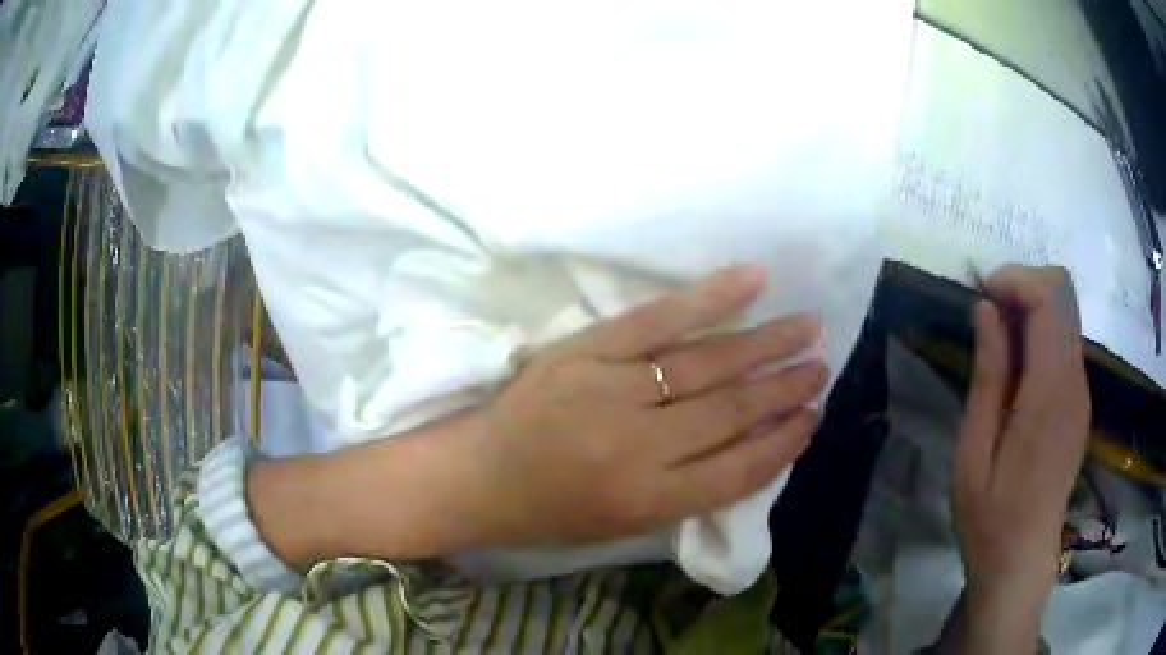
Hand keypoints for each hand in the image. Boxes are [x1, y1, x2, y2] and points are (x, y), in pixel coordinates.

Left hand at [248, 264, 824, 566]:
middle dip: (785, 389)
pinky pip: (659, 318)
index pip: (741, 468)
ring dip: (766, 345)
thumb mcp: (626, 522)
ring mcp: (612, 390)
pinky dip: (710, 297)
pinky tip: (753, 279)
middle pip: (732, 410)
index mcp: (650, 500)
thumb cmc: (550, 509)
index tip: (813, 417)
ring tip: (808, 330)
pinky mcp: (587, 349)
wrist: (475, 476)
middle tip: (821, 367)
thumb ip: (691, 488)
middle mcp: (639, 447)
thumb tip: (753, 443)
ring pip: (708, 363)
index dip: (784, 441)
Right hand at [952, 264, 1090, 650]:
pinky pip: (1066, 345)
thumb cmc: (990, 517)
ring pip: (1066, 317)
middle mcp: (1074, 383)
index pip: (1048, 300)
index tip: (982, 293)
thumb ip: (987, 376)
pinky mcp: (1079, 404)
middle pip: (1063, 295)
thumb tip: (986, 310)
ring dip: (1032, 312)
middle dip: (1023, 287)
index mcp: (1049, 395)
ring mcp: (1081, 393)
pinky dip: (1041, 337)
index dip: (1015, 279)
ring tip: (997, 344)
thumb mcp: (973, 452)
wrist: (1022, 562)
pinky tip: (1016, 372)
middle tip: (988, 315)